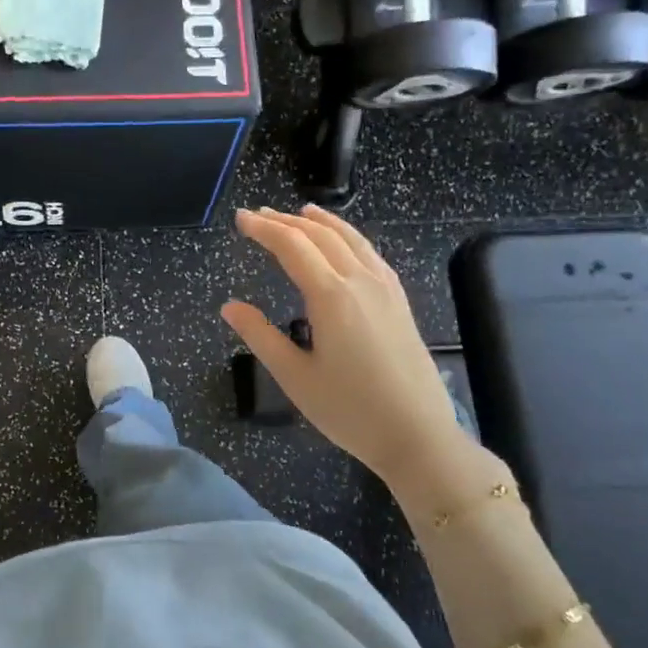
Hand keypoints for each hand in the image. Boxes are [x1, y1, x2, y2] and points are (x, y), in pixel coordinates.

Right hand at [222, 206, 496, 509]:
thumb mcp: (295, 376)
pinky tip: (344, 244)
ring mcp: (385, 289)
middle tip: (258, 214)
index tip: (240, 219)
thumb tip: (230, 307)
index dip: (263, 229)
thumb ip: (260, 336)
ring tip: (299, 212)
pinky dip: (349, 237)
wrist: (417, 435)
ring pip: (350, 239)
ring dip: (320, 222)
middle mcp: (360, 281)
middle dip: (286, 221)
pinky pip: (370, 254)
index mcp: (331, 296)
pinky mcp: (399, 302)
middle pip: (320, 236)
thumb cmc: (349, 410)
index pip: (292, 246)